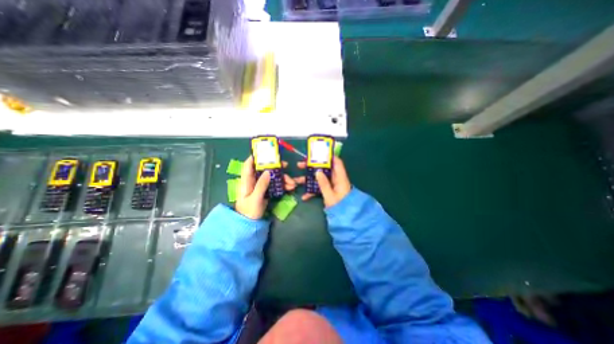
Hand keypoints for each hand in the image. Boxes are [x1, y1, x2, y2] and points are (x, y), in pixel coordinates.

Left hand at [235, 155, 297, 220]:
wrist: (250, 224)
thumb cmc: (249, 211)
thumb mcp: (255, 198)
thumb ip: (261, 185)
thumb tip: (267, 171)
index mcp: (247, 181)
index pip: (248, 165)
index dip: (255, 157)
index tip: (266, 152)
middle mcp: (254, 181)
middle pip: (264, 170)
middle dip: (276, 168)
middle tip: (286, 165)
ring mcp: (261, 186)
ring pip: (272, 177)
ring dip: (283, 178)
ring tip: (293, 184)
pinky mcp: (266, 191)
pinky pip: (275, 185)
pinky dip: (283, 185)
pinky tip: (290, 188)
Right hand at [297, 156, 349, 206]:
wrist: (345, 218)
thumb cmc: (340, 206)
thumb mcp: (330, 195)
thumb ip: (324, 183)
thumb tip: (317, 171)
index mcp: (340, 178)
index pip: (336, 162)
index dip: (329, 156)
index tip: (317, 153)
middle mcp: (336, 179)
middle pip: (324, 169)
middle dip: (312, 167)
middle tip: (300, 165)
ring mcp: (331, 185)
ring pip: (319, 178)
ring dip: (309, 179)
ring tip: (297, 179)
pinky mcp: (328, 191)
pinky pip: (319, 187)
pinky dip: (312, 190)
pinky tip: (304, 196)